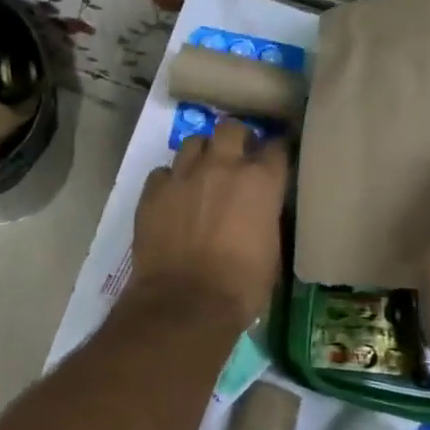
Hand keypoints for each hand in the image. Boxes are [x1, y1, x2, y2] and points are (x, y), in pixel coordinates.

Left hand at [129, 120, 289, 330]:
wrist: (185, 301)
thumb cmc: (240, 286)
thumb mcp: (272, 252)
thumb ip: (267, 218)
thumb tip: (261, 211)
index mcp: (261, 181)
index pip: (276, 147)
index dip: (276, 152)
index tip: (275, 159)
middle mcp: (222, 166)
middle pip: (231, 128)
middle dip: (236, 139)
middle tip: (236, 158)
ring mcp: (183, 174)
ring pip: (194, 142)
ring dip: (202, 153)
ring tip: (202, 173)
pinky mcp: (153, 189)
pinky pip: (163, 171)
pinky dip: (171, 180)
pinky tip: (172, 197)